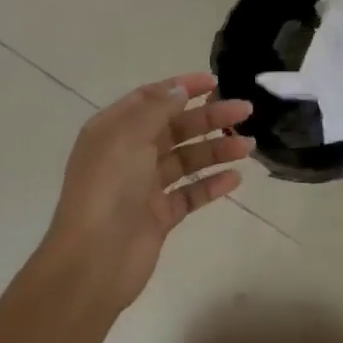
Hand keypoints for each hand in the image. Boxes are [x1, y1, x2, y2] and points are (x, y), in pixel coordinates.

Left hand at [42, 72, 252, 310]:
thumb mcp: (128, 137)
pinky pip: (190, 193)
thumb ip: (157, 109)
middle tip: (245, 110)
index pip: (151, 99)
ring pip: (187, 160)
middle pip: (175, 127)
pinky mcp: (160, 216)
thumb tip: (180, 90)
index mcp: (114, 131)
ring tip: (248, 146)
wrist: (94, 260)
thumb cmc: (108, 189)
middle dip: (209, 117)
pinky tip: (235, 178)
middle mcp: (129, 154)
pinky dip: (212, 184)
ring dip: (217, 149)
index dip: (182, 88)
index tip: (215, 81)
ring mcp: (145, 187)